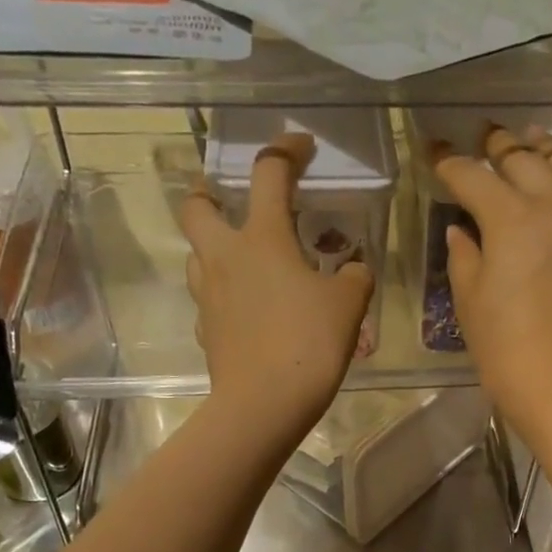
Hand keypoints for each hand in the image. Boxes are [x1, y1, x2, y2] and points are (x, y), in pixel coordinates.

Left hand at [179, 132, 373, 439]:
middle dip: (209, 193)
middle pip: (197, 207)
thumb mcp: (349, 305)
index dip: (286, 151)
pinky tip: (245, 311)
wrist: (264, 404)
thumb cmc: (308, 343)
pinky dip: (223, 295)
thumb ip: (354, 276)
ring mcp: (209, 296)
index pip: (270, 173)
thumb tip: (353, 269)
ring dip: (214, 247)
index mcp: (263, 238)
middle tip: (230, 201)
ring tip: (244, 261)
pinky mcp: (206, 331)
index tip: (301, 147)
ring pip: (196, 255)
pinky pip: (208, 300)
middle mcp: (225, 257)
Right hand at [432, 126, 551, 437]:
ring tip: (530, 137)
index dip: (448, 163)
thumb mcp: (470, 304)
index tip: (432, 153)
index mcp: (509, 218)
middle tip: (482, 139)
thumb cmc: (506, 350)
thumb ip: (464, 257)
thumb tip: (461, 230)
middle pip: (522, 160)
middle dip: (497, 146)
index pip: (472, 176)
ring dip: (544, 147)